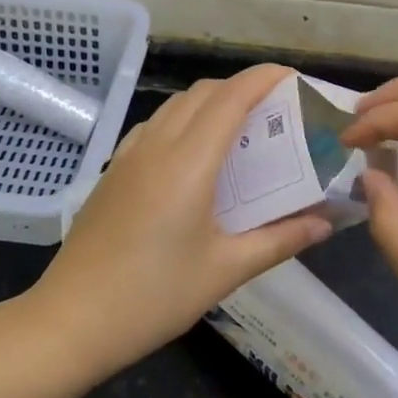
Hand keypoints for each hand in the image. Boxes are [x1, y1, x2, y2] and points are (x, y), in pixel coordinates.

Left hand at [25, 63, 332, 380]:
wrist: (72, 320)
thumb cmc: (154, 297)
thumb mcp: (224, 271)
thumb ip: (279, 240)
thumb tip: (325, 223)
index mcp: (189, 162)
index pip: (231, 98)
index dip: (263, 78)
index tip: (293, 77)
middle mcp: (157, 145)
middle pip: (204, 93)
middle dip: (242, 88)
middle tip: (275, 110)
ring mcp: (129, 156)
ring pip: (175, 106)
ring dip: (210, 102)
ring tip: (240, 129)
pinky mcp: (112, 172)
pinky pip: (153, 126)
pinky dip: (182, 121)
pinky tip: (192, 155)